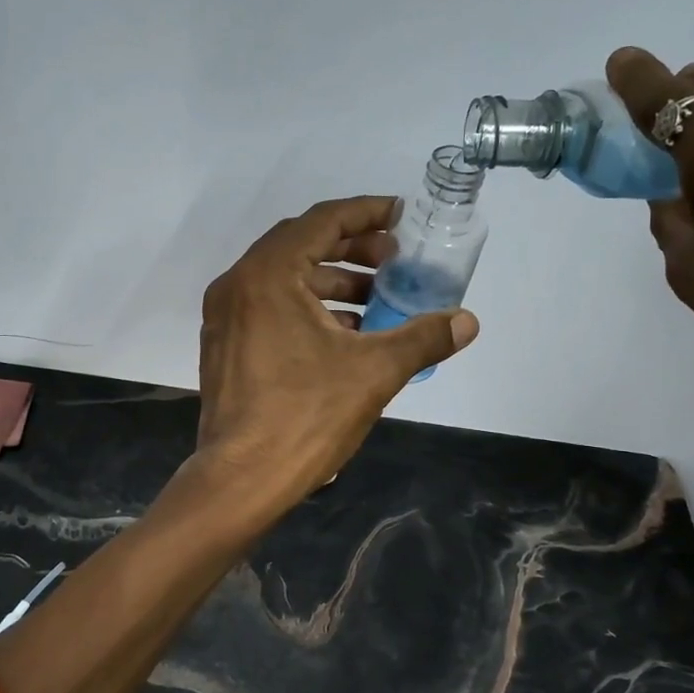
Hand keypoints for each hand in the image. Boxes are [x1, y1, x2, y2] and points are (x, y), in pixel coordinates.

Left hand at [192, 197, 478, 508]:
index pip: (322, 221)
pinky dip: (309, 308)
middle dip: (353, 248)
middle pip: (302, 245)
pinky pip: (270, 307)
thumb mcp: (374, 372)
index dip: (367, 213)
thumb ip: (423, 338)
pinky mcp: (225, 346)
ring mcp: (225, 317)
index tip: (402, 217)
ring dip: (333, 282)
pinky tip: (346, 334)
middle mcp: (238, 285)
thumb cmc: (306, 416)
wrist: (242, 480)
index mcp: (268, 275)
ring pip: (285, 279)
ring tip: (378, 299)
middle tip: (394, 261)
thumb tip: (468, 321)